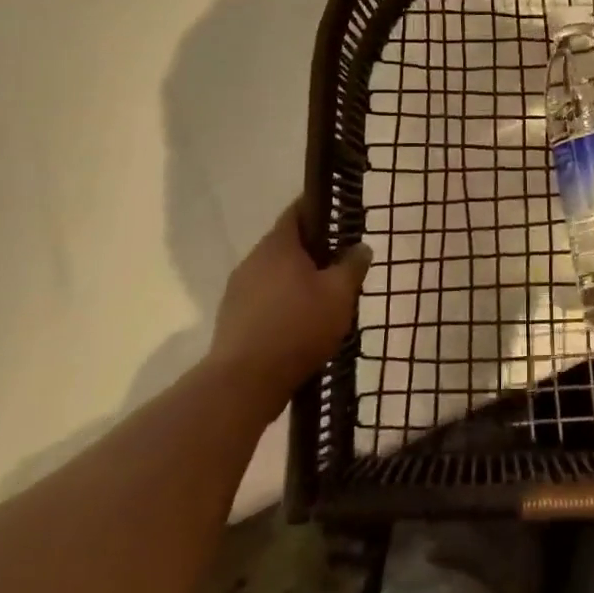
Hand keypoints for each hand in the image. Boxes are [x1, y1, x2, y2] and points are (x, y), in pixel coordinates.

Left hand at [206, 204, 371, 410]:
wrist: (244, 382)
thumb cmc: (298, 327)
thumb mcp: (339, 295)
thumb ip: (352, 266)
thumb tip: (361, 247)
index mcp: (278, 245)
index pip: (298, 211)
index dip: (321, 210)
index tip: (342, 219)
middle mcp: (253, 260)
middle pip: (287, 245)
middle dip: (314, 252)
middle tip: (341, 266)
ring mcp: (238, 290)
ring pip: (275, 274)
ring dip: (297, 280)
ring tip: (324, 299)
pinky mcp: (232, 318)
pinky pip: (264, 299)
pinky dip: (283, 303)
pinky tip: (300, 325)